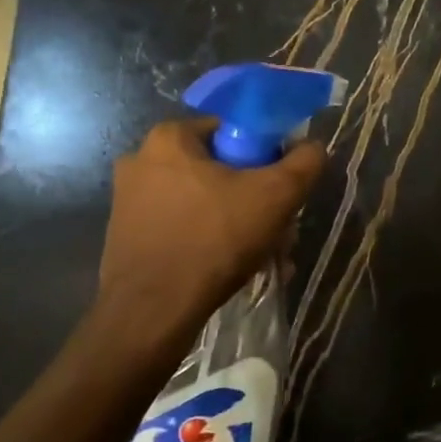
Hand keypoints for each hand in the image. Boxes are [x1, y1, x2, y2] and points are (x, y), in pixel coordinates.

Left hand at [97, 118, 325, 340]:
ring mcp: (129, 201)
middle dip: (255, 197)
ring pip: (204, 202)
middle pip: (220, 169)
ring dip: (239, 223)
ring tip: (265, 255)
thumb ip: (304, 162)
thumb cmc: (215, 239)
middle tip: (279, 228)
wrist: (154, 310)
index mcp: (169, 139)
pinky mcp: (128, 236)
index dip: (266, 155)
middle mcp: (141, 161)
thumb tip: (312, 147)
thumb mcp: (277, 195)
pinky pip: (184, 227)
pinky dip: (211, 241)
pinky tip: (235, 268)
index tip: (281, 187)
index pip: (233, 130)